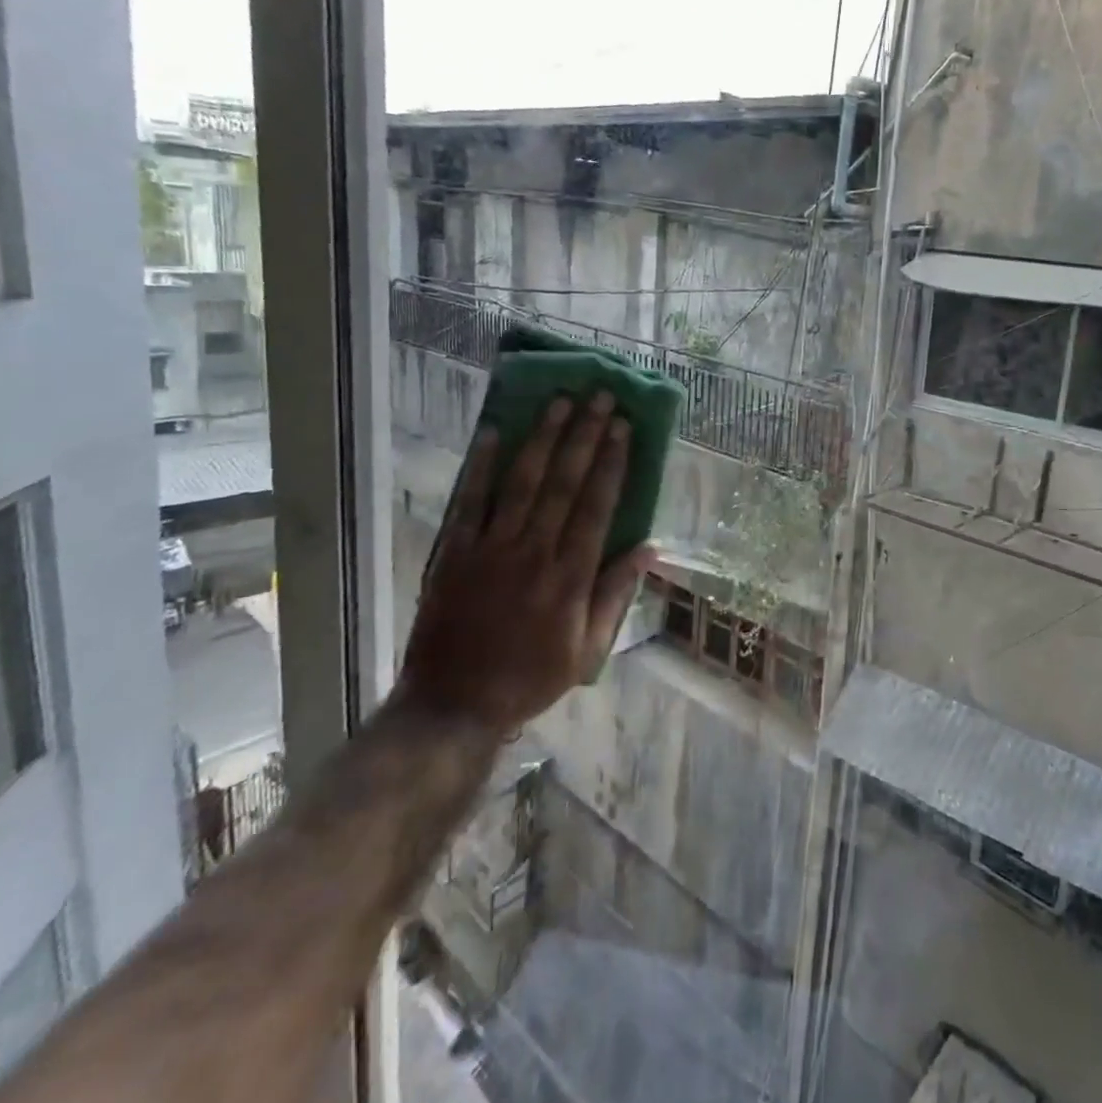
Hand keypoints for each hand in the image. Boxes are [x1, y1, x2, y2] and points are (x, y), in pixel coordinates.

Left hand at [397, 393, 654, 730]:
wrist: (453, 705)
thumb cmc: (530, 678)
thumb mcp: (588, 649)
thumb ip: (616, 595)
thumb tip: (648, 548)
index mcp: (571, 576)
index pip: (597, 505)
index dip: (611, 462)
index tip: (622, 426)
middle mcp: (534, 552)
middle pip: (564, 483)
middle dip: (584, 435)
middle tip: (598, 396)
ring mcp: (490, 549)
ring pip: (522, 482)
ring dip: (542, 438)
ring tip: (559, 401)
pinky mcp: (453, 553)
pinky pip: (469, 501)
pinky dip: (481, 465)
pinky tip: (493, 431)